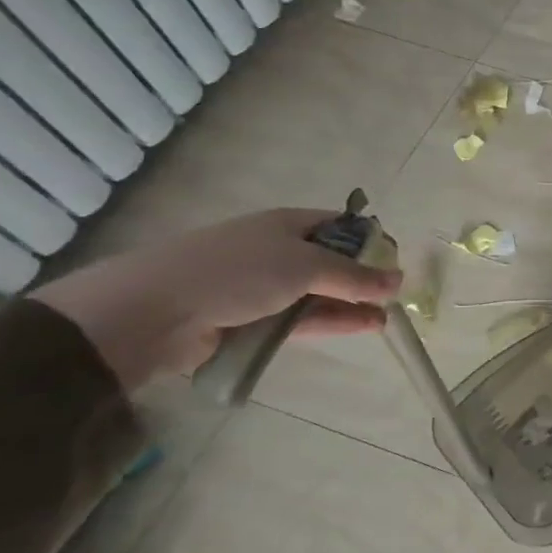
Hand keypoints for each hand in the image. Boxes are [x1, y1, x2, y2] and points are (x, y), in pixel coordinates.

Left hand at [34, 208, 401, 390]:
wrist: (153, 312)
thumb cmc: (236, 272)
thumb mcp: (305, 266)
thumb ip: (354, 276)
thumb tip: (398, 280)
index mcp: (287, 224)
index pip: (339, 226)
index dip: (369, 240)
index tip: (395, 261)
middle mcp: (276, 251)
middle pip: (330, 262)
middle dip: (363, 277)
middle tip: (394, 296)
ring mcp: (262, 287)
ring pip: (318, 293)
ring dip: (350, 304)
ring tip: (384, 319)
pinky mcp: (251, 320)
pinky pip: (299, 319)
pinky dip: (329, 322)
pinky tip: (360, 327)